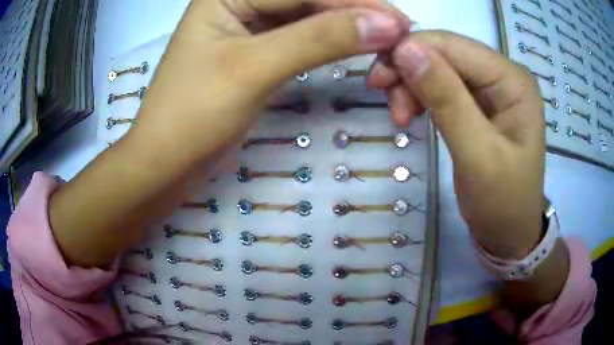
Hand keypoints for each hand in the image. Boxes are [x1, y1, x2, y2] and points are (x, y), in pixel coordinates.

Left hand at [48, 0, 410, 267]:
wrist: (166, 164)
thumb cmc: (192, 116)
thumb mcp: (253, 68)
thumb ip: (319, 40)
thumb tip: (384, 24)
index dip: (354, 2)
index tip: (399, 22)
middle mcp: (238, 2)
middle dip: (355, 12)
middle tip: (400, 32)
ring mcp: (249, 28)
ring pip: (309, 18)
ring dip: (347, 28)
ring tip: (387, 41)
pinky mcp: (257, 54)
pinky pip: (301, 39)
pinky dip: (331, 44)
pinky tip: (357, 47)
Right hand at [370, 30, 545, 258]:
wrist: (509, 231)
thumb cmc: (502, 202)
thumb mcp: (478, 155)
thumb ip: (447, 100)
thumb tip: (405, 49)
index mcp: (513, 80)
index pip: (455, 46)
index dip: (411, 50)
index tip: (377, 79)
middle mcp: (503, 74)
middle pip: (446, 53)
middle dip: (409, 70)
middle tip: (382, 96)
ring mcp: (492, 87)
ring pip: (439, 66)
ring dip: (412, 83)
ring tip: (400, 117)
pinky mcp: (479, 102)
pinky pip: (442, 85)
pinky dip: (420, 94)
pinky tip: (410, 113)